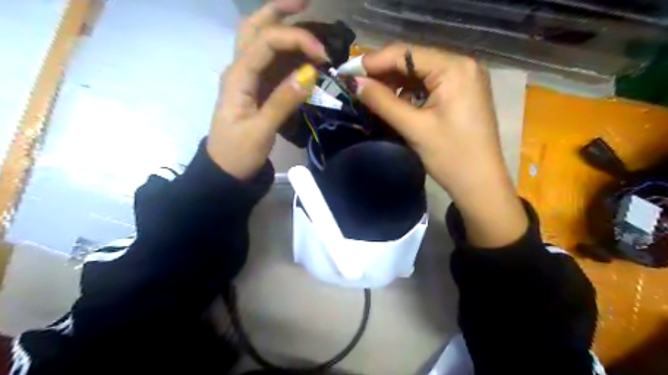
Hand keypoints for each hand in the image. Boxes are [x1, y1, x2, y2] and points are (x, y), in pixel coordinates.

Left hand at [206, 0, 326, 180]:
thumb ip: (283, 101)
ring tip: (308, 18)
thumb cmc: (238, 153)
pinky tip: (303, 52)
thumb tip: (310, 73)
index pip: (266, 42)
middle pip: (254, 27)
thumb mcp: (260, 131)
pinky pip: (270, 62)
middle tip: (307, 2)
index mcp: (237, 77)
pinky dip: (286, 52)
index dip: (296, 40)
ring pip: (260, 40)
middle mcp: (240, 69)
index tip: (323, 55)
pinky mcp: (256, 89)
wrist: (226, 170)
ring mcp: (247, 78)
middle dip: (279, 10)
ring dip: (282, 26)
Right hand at [355, 44, 527, 246]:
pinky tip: (394, 102)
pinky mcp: (461, 93)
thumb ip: (382, 102)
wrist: (480, 184)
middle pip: (413, 60)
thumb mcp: (414, 127)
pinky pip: (429, 85)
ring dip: (394, 83)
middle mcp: (462, 65)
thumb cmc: (451, 157)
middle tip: (356, 86)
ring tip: (371, 96)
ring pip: (419, 73)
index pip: (405, 53)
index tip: (347, 72)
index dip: (373, 61)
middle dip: (383, 73)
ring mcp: (464, 78)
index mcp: (454, 68)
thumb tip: (355, 83)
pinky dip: (409, 92)